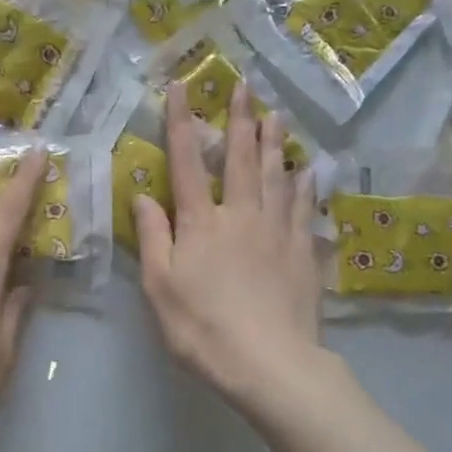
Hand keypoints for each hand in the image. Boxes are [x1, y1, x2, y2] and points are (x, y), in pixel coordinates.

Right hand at [134, 82, 325, 417]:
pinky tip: (308, 171)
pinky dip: (305, 185)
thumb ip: (154, 238)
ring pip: (275, 176)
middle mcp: (240, 215)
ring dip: (274, 143)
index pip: (186, 163)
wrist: (270, 363)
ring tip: (277, 115)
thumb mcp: (160, 288)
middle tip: (247, 88)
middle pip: (240, 160)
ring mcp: (276, 231)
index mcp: (200, 223)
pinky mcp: (302, 251)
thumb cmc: (203, 328)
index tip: (181, 87)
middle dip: (241, 121)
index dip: (182, 123)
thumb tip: (143, 195)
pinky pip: (303, 208)